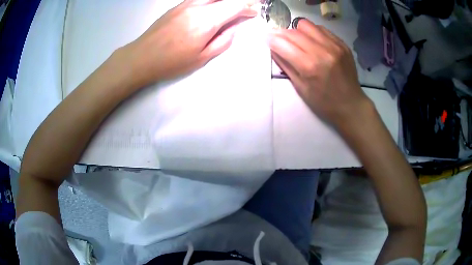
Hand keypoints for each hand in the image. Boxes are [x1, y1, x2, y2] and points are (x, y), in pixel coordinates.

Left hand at [123, 0, 257, 87]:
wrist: (142, 57)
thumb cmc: (172, 62)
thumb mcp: (202, 58)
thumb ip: (222, 41)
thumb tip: (234, 28)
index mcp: (207, 21)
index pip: (234, 6)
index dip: (248, 7)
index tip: (254, 12)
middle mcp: (198, 7)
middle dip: (239, 1)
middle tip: (246, 7)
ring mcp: (186, 4)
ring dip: (224, 1)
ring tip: (230, 8)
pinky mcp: (177, 5)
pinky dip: (212, 0)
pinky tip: (213, 5)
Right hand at [268, 19, 372, 127]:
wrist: (350, 105)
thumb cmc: (323, 102)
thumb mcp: (300, 88)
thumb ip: (285, 65)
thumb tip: (273, 47)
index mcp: (309, 66)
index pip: (282, 43)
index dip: (271, 39)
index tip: (266, 38)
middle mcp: (322, 51)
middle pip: (293, 32)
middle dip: (282, 34)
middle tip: (280, 40)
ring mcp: (334, 45)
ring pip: (306, 25)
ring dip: (297, 31)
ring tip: (299, 41)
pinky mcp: (342, 44)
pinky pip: (321, 29)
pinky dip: (313, 33)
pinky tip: (314, 43)